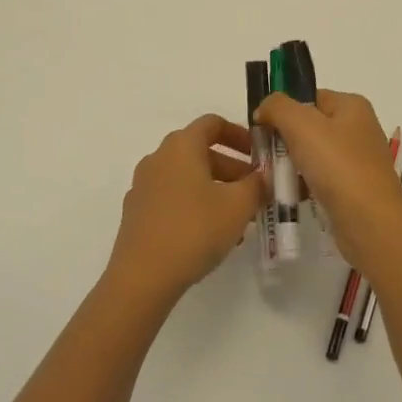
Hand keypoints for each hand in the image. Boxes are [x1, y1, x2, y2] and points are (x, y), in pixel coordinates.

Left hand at [108, 114, 268, 304]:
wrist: (142, 278)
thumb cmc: (194, 230)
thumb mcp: (238, 205)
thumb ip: (257, 184)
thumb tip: (264, 176)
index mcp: (181, 146)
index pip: (213, 123)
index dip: (240, 135)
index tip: (259, 155)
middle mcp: (158, 158)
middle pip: (201, 151)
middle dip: (232, 168)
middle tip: (255, 190)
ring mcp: (144, 186)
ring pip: (188, 177)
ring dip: (216, 188)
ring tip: (239, 217)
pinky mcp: (137, 212)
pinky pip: (173, 197)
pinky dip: (195, 204)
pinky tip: (213, 233)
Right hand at [256, 88, 401, 271]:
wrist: (370, 223)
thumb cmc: (337, 165)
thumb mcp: (301, 124)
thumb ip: (277, 107)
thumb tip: (264, 108)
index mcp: (352, 106)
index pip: (309, 98)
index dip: (283, 110)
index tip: (261, 129)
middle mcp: (359, 128)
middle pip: (309, 127)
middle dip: (284, 141)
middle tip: (264, 158)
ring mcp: (359, 160)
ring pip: (313, 156)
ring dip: (291, 166)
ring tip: (272, 181)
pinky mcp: (355, 189)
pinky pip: (321, 180)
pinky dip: (304, 186)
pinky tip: (289, 197)